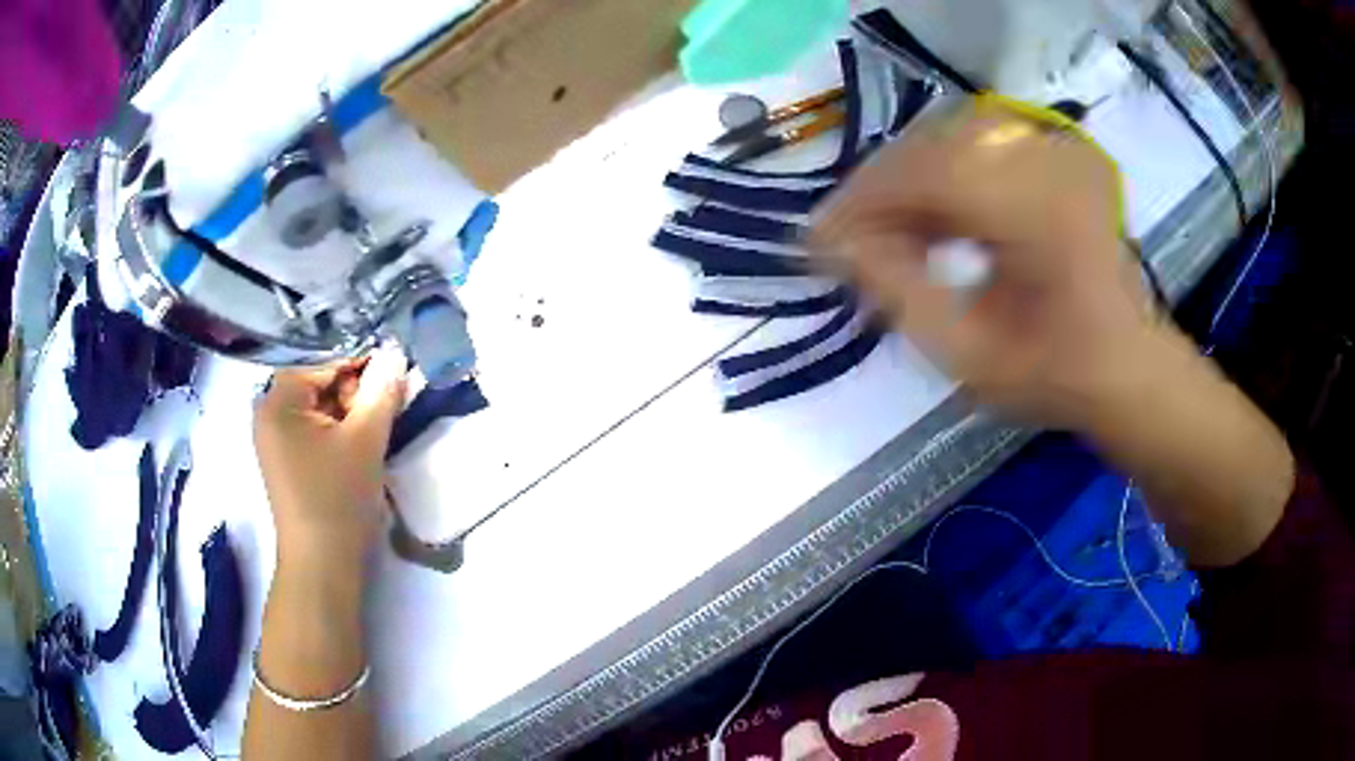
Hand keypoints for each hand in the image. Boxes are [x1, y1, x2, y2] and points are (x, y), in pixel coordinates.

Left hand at [254, 349, 407, 570]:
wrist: (322, 564)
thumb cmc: (338, 498)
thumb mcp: (365, 440)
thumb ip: (382, 391)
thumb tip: (396, 351)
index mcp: (278, 400)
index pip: (324, 361)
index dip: (361, 364)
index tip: (395, 375)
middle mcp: (269, 412)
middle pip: (319, 382)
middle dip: (355, 391)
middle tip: (385, 411)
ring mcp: (276, 438)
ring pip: (320, 407)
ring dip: (350, 412)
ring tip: (375, 431)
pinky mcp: (287, 459)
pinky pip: (315, 429)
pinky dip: (339, 431)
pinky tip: (359, 447)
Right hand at [813, 97, 1173, 428]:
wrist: (1128, 367)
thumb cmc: (1055, 375)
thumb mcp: (968, 356)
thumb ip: (897, 292)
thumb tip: (834, 244)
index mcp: (1036, 210)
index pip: (924, 172)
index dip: (862, 198)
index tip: (819, 238)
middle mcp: (1046, 160)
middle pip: (932, 143)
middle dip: (880, 188)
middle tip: (849, 237)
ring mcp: (1055, 150)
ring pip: (950, 136)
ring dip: (908, 179)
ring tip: (887, 229)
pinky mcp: (1057, 154)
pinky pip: (978, 143)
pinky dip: (943, 173)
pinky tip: (932, 213)